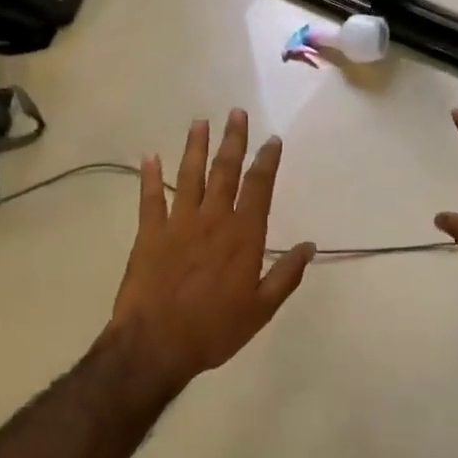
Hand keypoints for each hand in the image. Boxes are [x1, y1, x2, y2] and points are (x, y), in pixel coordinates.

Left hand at [109, 109, 314, 390]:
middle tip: (236, 113)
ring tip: (200, 122)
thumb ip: (286, 275)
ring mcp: (178, 224)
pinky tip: (150, 156)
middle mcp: (213, 220)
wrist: (156, 344)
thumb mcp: (261, 309)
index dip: (267, 161)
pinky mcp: (148, 234)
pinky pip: (149, 199)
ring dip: (195, 147)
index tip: (272, 140)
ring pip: (189, 176)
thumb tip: (309, 246)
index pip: (259, 188)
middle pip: (225, 171)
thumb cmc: (215, 329)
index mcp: (243, 236)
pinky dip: (149, 177)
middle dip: (233, 140)